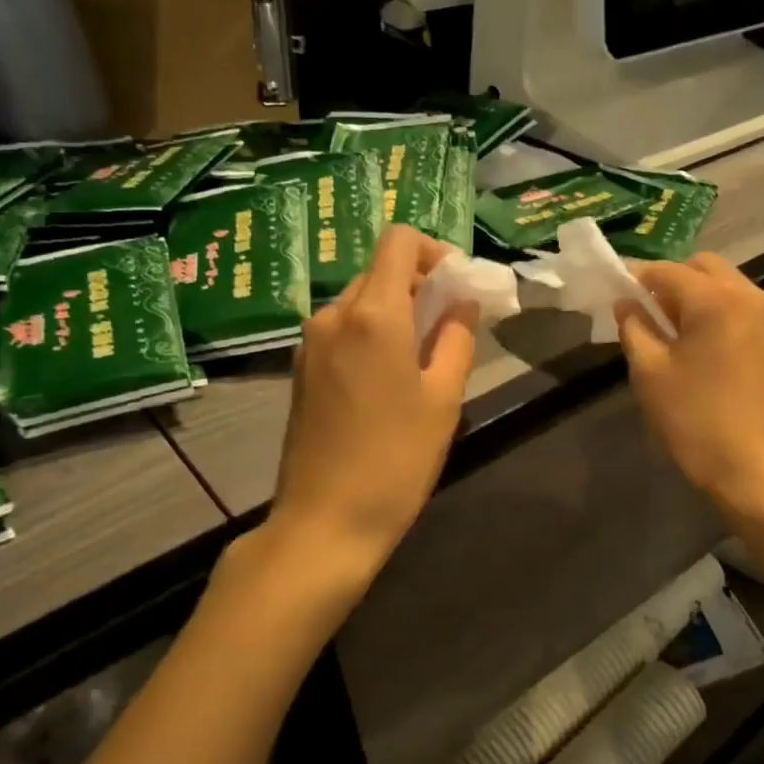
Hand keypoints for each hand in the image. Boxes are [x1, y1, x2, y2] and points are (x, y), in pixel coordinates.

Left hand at [271, 226, 477, 567]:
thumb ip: (457, 338)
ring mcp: (310, 343)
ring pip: (360, 303)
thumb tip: (462, 302)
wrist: (325, 522)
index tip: (457, 288)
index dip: (434, 251)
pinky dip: (371, 336)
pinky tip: (388, 382)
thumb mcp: (443, 399)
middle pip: (379, 271)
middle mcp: (333, 315)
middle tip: (450, 329)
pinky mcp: (300, 370)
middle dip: (419, 286)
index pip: (399, 242)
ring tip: (423, 362)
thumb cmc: (396, 460)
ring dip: (395, 314)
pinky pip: (342, 331)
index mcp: (373, 314)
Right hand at [616, 253, 763, 512]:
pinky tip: (705, 347)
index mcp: (716, 299)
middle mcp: (751, 297)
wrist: (754, 470)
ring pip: (728, 287)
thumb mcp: (650, 373)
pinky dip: (721, 314)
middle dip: (672, 281)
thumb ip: (634, 327)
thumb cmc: (694, 420)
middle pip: (704, 267)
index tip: (615, 291)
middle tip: (647, 312)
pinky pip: (745, 311)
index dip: (636, 278)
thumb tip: (626, 303)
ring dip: (698, 296)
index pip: (667, 271)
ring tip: (674, 331)